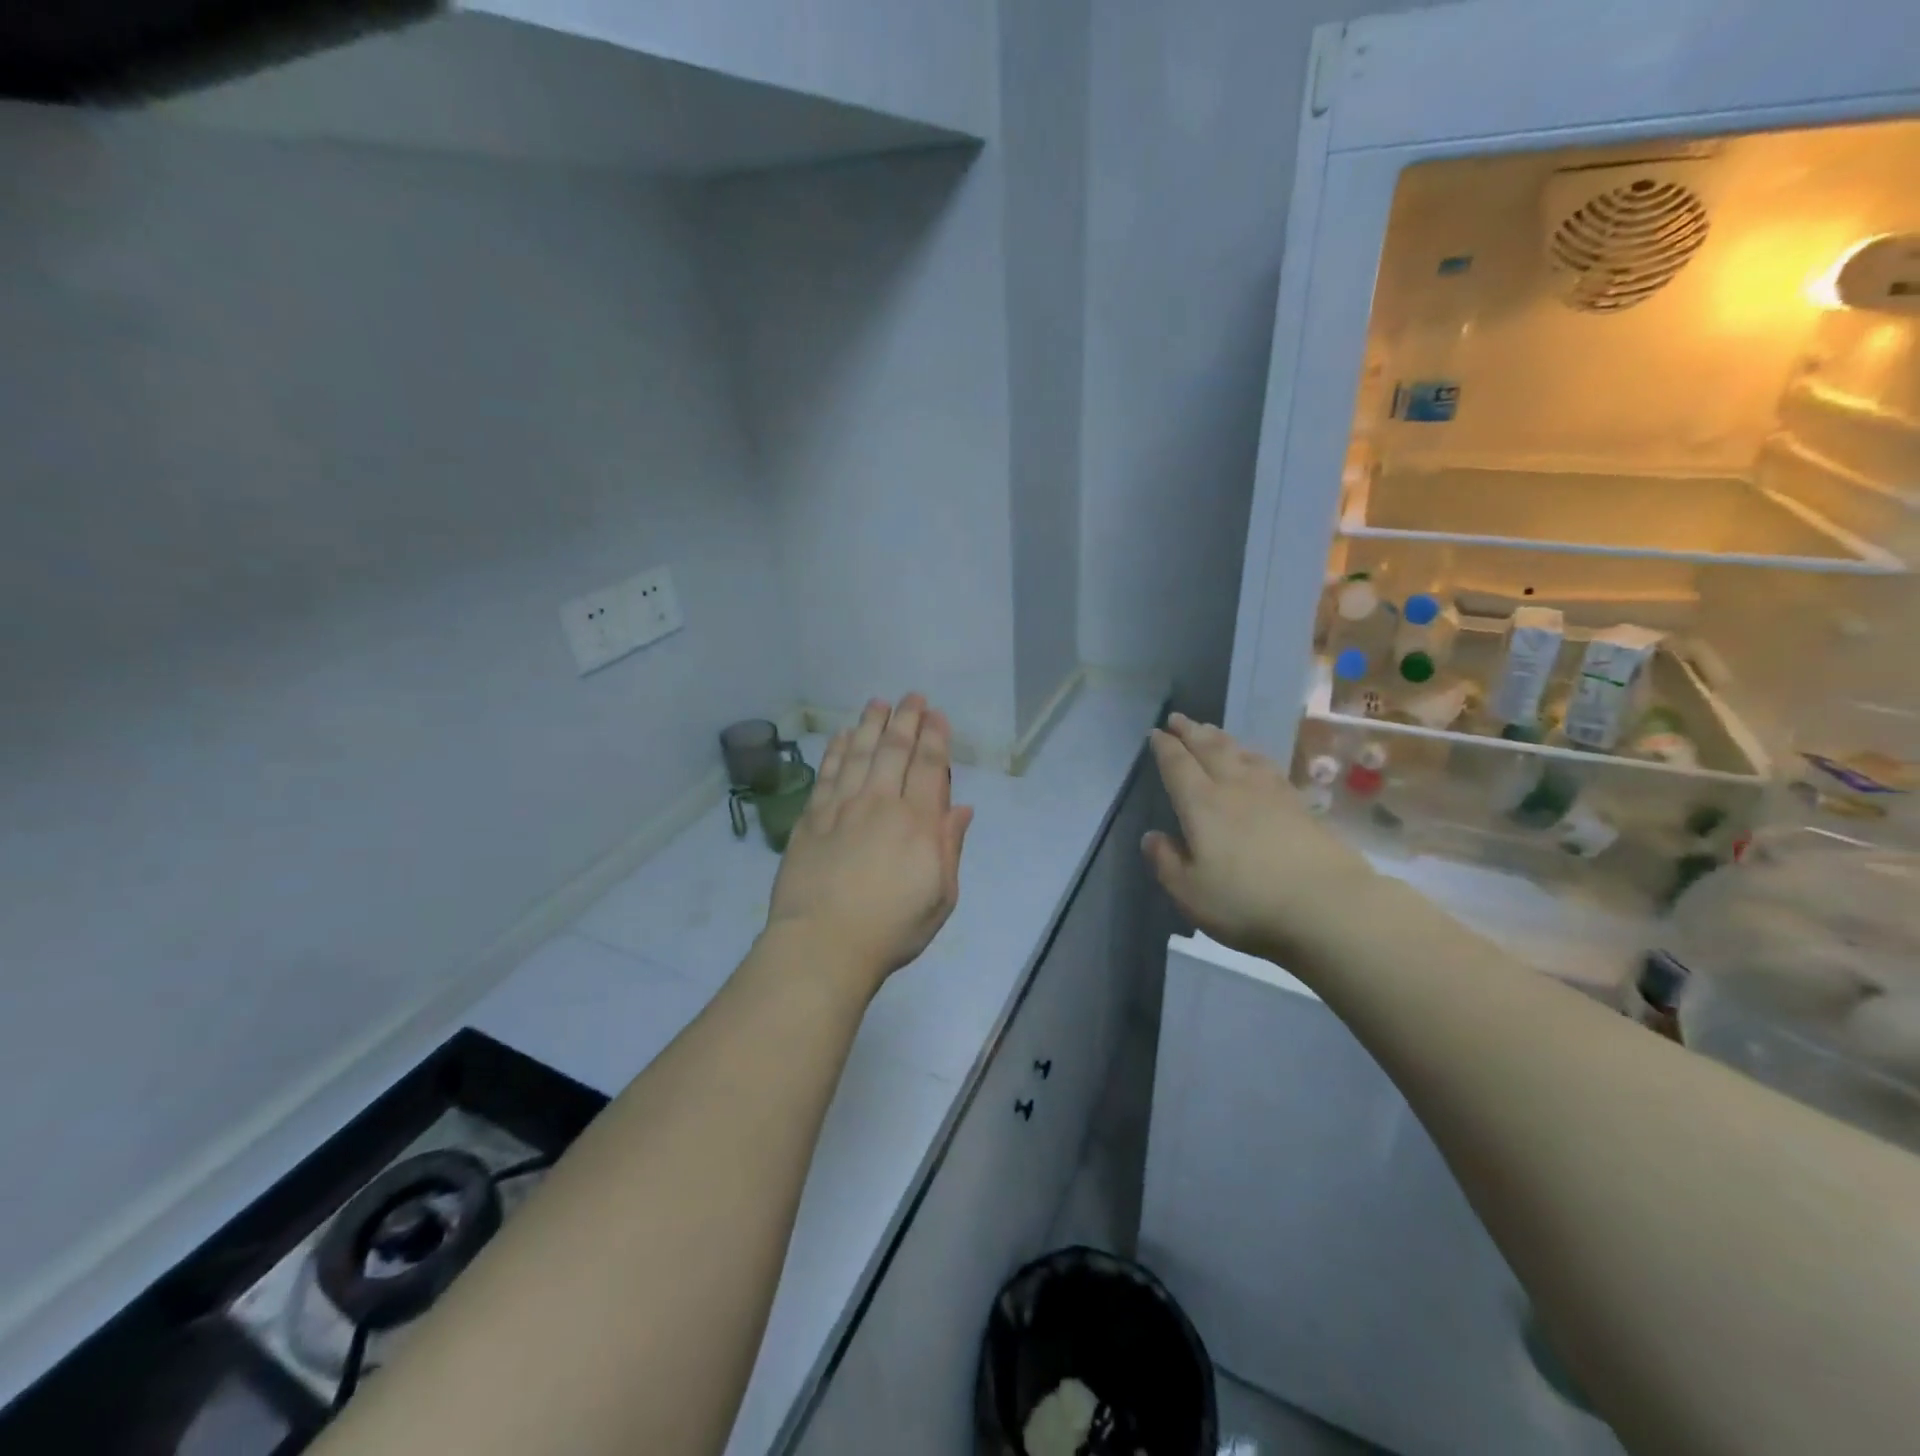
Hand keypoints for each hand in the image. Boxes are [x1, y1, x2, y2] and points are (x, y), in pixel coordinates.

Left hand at [765, 695, 974, 996]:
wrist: (823, 944)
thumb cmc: (891, 928)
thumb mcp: (941, 897)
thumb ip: (949, 847)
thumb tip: (960, 809)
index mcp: (918, 823)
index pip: (929, 767)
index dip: (934, 737)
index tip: (936, 715)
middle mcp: (880, 803)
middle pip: (894, 750)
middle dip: (906, 719)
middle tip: (911, 697)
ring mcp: (842, 807)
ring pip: (858, 753)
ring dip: (870, 725)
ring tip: (878, 703)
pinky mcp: (811, 818)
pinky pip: (826, 773)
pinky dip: (835, 750)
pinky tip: (841, 735)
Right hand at [1142, 713, 1375, 962]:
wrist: (1330, 906)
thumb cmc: (1248, 902)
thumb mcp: (1190, 893)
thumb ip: (1167, 862)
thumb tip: (1152, 837)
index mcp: (1202, 805)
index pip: (1178, 766)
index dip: (1165, 748)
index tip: (1156, 733)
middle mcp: (1235, 788)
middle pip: (1210, 749)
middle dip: (1191, 732)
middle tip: (1178, 718)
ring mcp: (1272, 794)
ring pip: (1241, 753)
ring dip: (1221, 738)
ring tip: (1210, 731)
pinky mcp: (1301, 806)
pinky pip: (1267, 767)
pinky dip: (1252, 755)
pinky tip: (1254, 760)